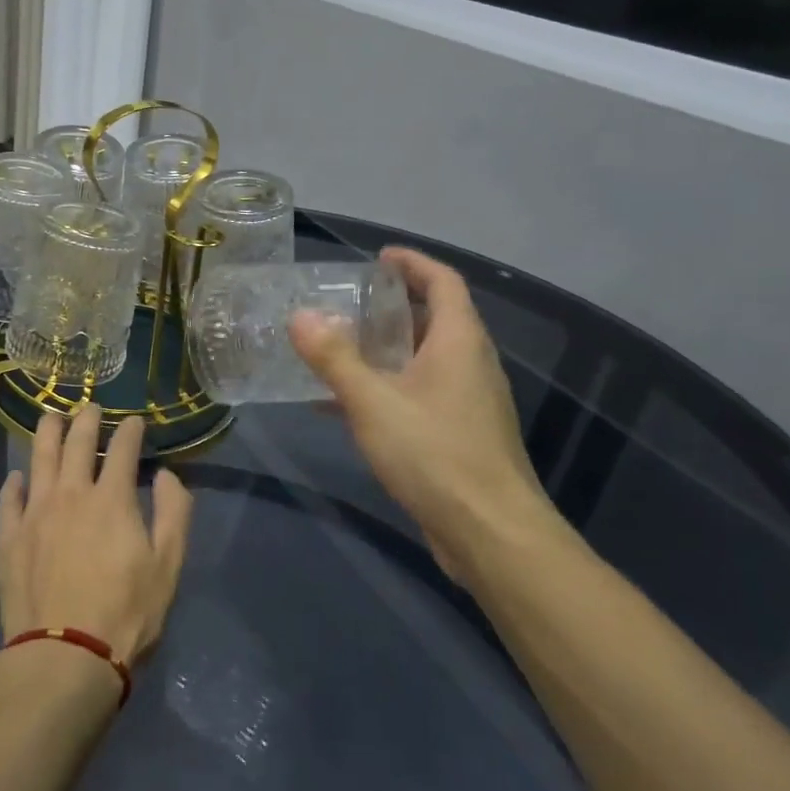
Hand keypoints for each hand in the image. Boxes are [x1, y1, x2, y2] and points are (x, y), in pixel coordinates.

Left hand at [0, 408, 194, 668]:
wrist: (64, 657)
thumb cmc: (126, 613)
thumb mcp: (168, 566)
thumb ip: (174, 513)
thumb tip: (167, 475)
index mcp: (112, 499)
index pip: (123, 449)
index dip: (131, 430)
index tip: (135, 420)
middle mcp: (71, 494)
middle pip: (77, 444)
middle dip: (87, 420)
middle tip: (91, 407)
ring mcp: (35, 514)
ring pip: (39, 459)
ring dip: (47, 434)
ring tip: (51, 418)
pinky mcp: (9, 539)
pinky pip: (8, 500)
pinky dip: (14, 483)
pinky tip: (17, 477)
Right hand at [289, 247, 559, 578]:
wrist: (489, 533)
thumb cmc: (434, 454)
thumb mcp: (372, 401)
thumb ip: (334, 358)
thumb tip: (300, 315)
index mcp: (458, 342)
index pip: (443, 282)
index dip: (413, 263)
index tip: (379, 257)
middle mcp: (470, 364)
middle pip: (434, 319)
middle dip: (392, 306)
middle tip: (347, 302)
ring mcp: (468, 401)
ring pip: (424, 359)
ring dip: (385, 349)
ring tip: (338, 347)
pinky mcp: (459, 434)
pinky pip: (418, 394)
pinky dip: (385, 387)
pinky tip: (344, 406)